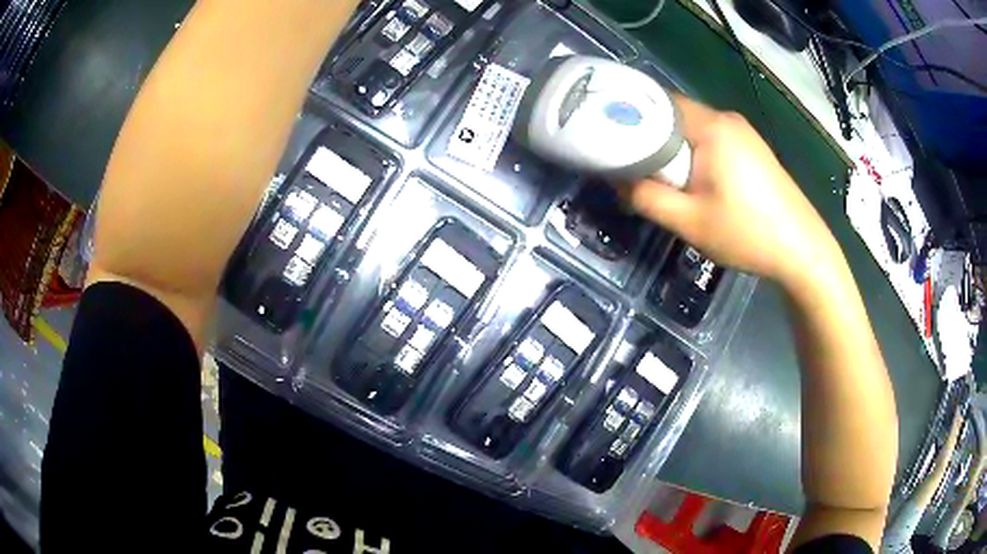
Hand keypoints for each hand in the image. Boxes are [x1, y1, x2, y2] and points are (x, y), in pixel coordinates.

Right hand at [623, 95, 840, 289]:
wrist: (802, 250)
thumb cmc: (747, 233)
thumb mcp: (689, 221)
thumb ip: (646, 198)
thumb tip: (616, 179)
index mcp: (712, 127)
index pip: (657, 103)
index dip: (630, 118)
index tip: (610, 141)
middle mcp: (727, 119)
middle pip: (675, 115)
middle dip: (651, 138)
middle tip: (634, 169)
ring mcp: (743, 132)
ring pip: (693, 130)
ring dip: (674, 149)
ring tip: (663, 180)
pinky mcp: (752, 148)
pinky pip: (712, 140)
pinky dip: (695, 155)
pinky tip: (695, 183)